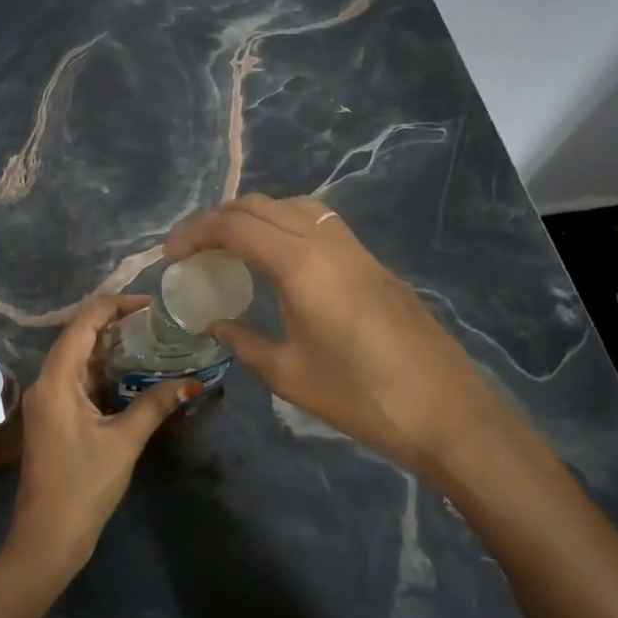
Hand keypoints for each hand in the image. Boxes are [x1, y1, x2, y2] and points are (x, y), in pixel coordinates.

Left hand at [4, 295, 192, 577]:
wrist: (47, 537)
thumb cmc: (83, 486)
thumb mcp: (124, 442)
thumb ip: (155, 405)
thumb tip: (192, 382)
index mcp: (56, 379)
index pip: (84, 323)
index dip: (116, 306)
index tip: (152, 305)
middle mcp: (46, 382)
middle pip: (79, 336)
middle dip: (116, 324)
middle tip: (158, 322)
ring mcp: (47, 400)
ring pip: (79, 359)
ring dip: (111, 348)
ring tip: (152, 340)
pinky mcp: (54, 417)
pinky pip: (78, 380)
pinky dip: (103, 371)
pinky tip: (132, 373)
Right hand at [164, 195, 518, 489]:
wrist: (447, 412)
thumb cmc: (361, 398)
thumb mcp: (289, 375)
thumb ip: (244, 341)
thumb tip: (216, 323)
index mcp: (301, 267)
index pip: (236, 226)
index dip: (195, 233)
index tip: (170, 255)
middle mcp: (327, 242)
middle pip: (261, 205)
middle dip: (218, 219)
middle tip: (193, 249)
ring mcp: (355, 248)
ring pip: (293, 205)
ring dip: (254, 215)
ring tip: (230, 246)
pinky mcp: (372, 261)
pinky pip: (318, 222)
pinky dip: (285, 224)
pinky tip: (277, 257)